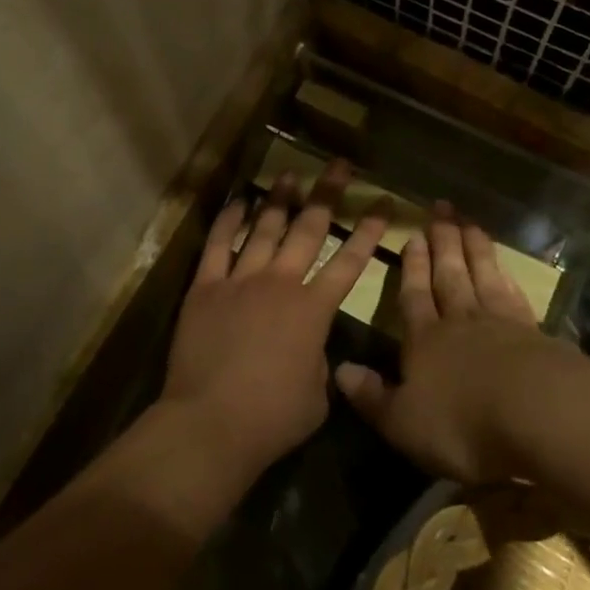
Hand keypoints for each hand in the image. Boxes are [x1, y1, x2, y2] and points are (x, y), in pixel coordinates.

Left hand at [159, 161, 388, 478]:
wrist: (210, 423)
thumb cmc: (272, 418)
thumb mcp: (317, 395)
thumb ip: (319, 360)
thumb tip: (311, 347)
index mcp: (313, 310)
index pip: (350, 261)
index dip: (369, 231)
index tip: (383, 204)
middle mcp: (280, 283)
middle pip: (309, 229)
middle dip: (328, 194)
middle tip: (340, 166)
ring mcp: (241, 280)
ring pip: (265, 228)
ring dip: (281, 200)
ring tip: (291, 175)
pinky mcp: (206, 287)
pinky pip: (218, 244)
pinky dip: (229, 221)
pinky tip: (239, 202)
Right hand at [334, 204, 561, 483]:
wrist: (537, 414)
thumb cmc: (460, 422)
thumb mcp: (402, 421)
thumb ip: (372, 396)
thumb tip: (340, 370)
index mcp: (424, 340)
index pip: (414, 295)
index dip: (412, 266)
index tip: (413, 235)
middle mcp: (460, 322)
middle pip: (449, 274)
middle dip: (443, 242)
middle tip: (441, 209)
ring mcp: (500, 323)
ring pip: (483, 276)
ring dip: (475, 249)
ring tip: (470, 223)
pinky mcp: (535, 334)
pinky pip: (515, 297)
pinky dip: (508, 279)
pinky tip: (506, 270)